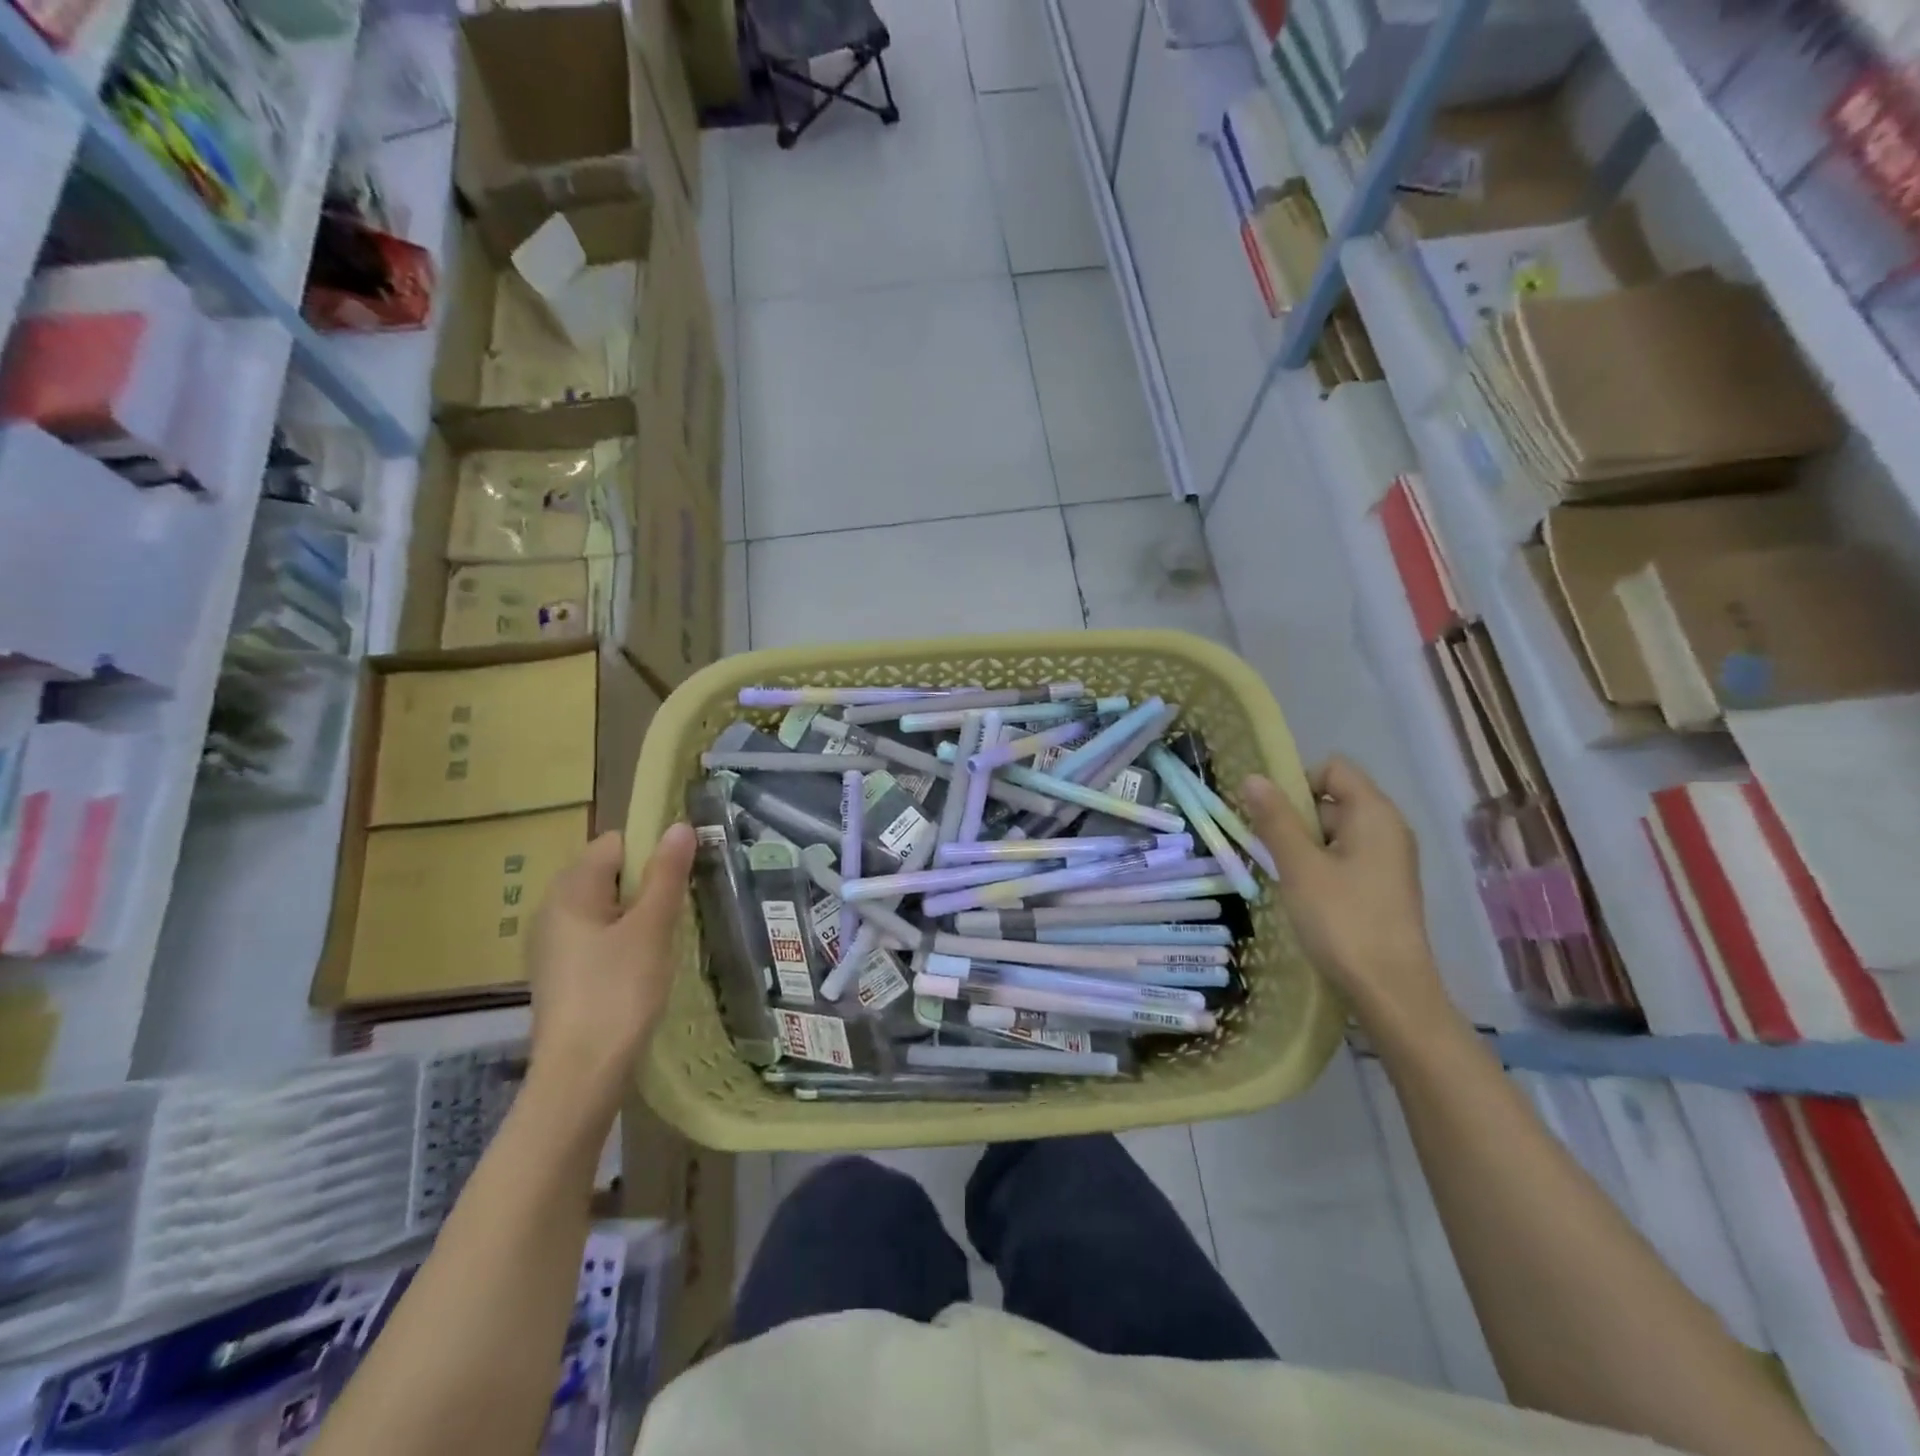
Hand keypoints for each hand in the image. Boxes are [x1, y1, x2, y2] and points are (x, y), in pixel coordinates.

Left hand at [526, 825, 695, 1114]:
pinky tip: (643, 967)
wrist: (580, 1077)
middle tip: (680, 910)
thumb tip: (680, 825)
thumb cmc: (618, 992)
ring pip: (607, 908)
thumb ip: (667, 874)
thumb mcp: (652, 928)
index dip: (653, 850)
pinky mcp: (561, 974)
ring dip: (639, 915)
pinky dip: (624, 941)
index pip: (616, 843)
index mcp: (570, 890)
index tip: (684, 875)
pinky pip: (598, 937)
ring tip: (667, 939)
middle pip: (610, 874)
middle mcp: (553, 910)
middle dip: (648, 884)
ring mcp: (553, 944)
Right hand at [1242, 758, 1452, 1031]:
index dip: (1296, 782)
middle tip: (1268, 849)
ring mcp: (1388, 859)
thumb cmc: (1342, 920)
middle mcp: (1387, 828)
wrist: (1390, 991)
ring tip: (1282, 874)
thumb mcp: (1299, 866)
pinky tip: (1302, 893)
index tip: (1270, 815)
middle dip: (1294, 816)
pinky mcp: (1382, 886)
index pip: (1332, 769)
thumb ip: (1275, 819)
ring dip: (1302, 844)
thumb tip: (1252, 778)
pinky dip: (1318, 865)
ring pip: (1334, 831)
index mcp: (1374, 813)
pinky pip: (1344, 857)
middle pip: (1332, 798)